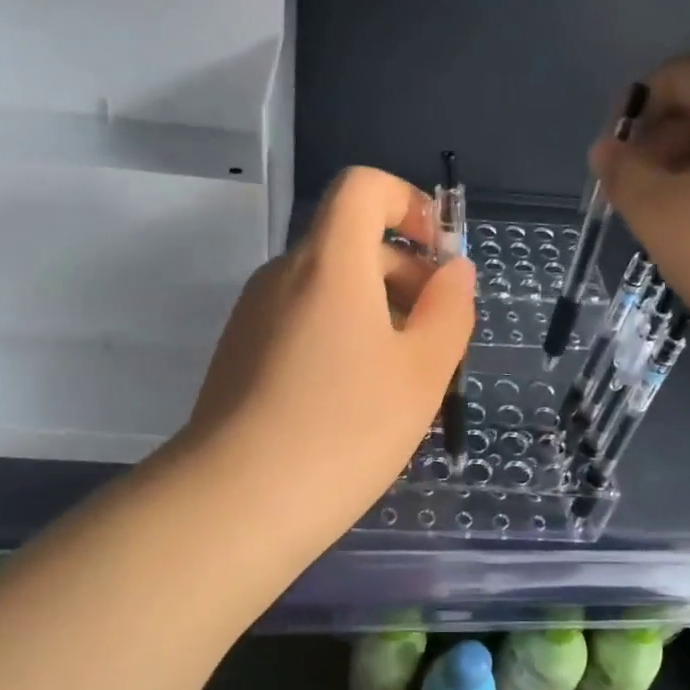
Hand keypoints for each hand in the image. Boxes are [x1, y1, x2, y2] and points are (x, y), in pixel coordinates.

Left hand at [185, 166, 475, 536]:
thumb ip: (449, 310)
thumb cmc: (346, 429)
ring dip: (375, 311)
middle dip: (404, 273)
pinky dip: (339, 337)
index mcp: (329, 262)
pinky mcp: (239, 355)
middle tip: (437, 338)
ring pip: (326, 288)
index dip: (409, 203)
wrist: (237, 502)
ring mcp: (254, 316)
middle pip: (349, 242)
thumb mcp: (422, 372)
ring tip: (402, 380)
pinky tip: (355, 401)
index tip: (439, 257)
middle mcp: (283, 275)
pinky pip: (301, 323)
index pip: (362, 187)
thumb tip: (453, 271)